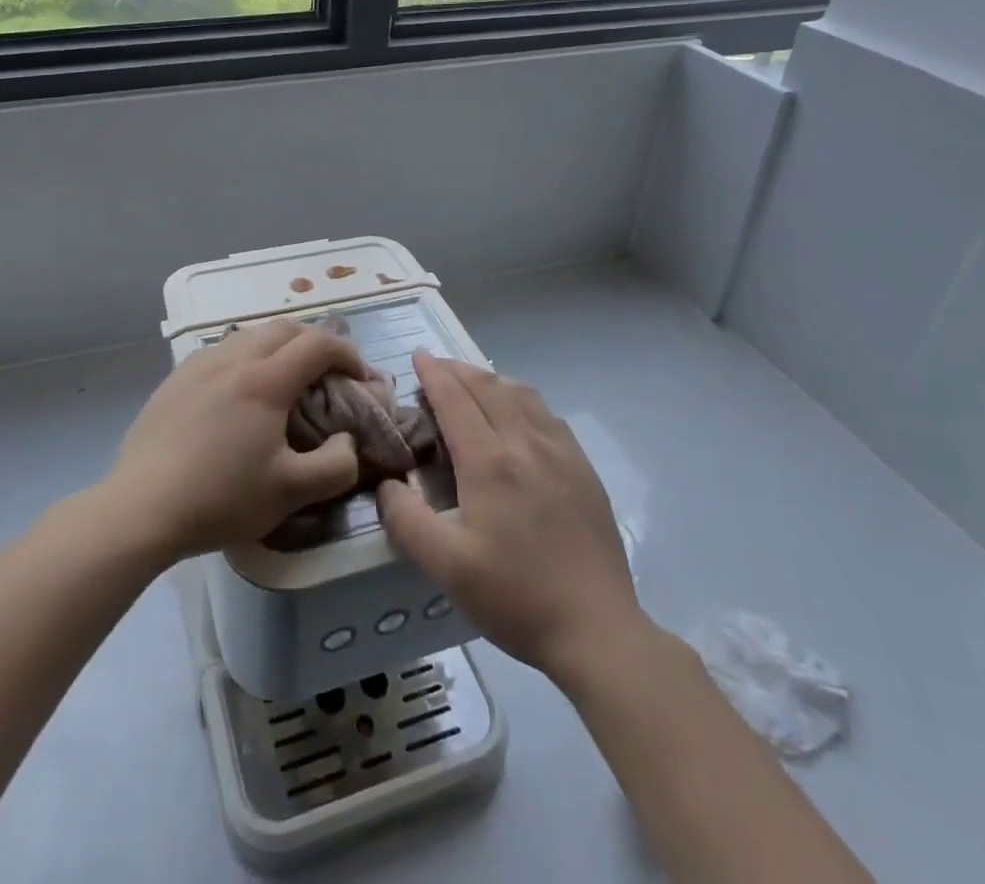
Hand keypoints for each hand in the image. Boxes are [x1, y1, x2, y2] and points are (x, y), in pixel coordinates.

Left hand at [110, 321, 366, 562]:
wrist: (142, 507)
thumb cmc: (221, 498)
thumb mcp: (291, 493)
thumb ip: (336, 465)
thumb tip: (347, 440)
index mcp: (266, 380)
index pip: (319, 344)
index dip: (348, 354)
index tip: (360, 377)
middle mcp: (233, 359)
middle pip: (284, 328)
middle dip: (315, 342)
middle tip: (326, 374)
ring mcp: (199, 364)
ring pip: (249, 334)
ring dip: (278, 346)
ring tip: (284, 379)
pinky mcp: (175, 378)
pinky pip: (221, 350)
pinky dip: (245, 357)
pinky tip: (238, 391)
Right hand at [377, 353, 650, 686]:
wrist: (598, 630)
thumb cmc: (515, 597)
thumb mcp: (446, 567)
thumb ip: (406, 521)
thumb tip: (386, 484)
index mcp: (490, 462)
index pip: (456, 399)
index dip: (434, 374)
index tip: (418, 355)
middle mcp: (526, 443)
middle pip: (488, 387)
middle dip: (458, 370)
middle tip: (436, 367)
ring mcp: (561, 453)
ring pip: (522, 394)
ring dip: (491, 379)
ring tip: (472, 384)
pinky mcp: (583, 469)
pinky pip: (547, 414)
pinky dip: (522, 398)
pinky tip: (518, 414)